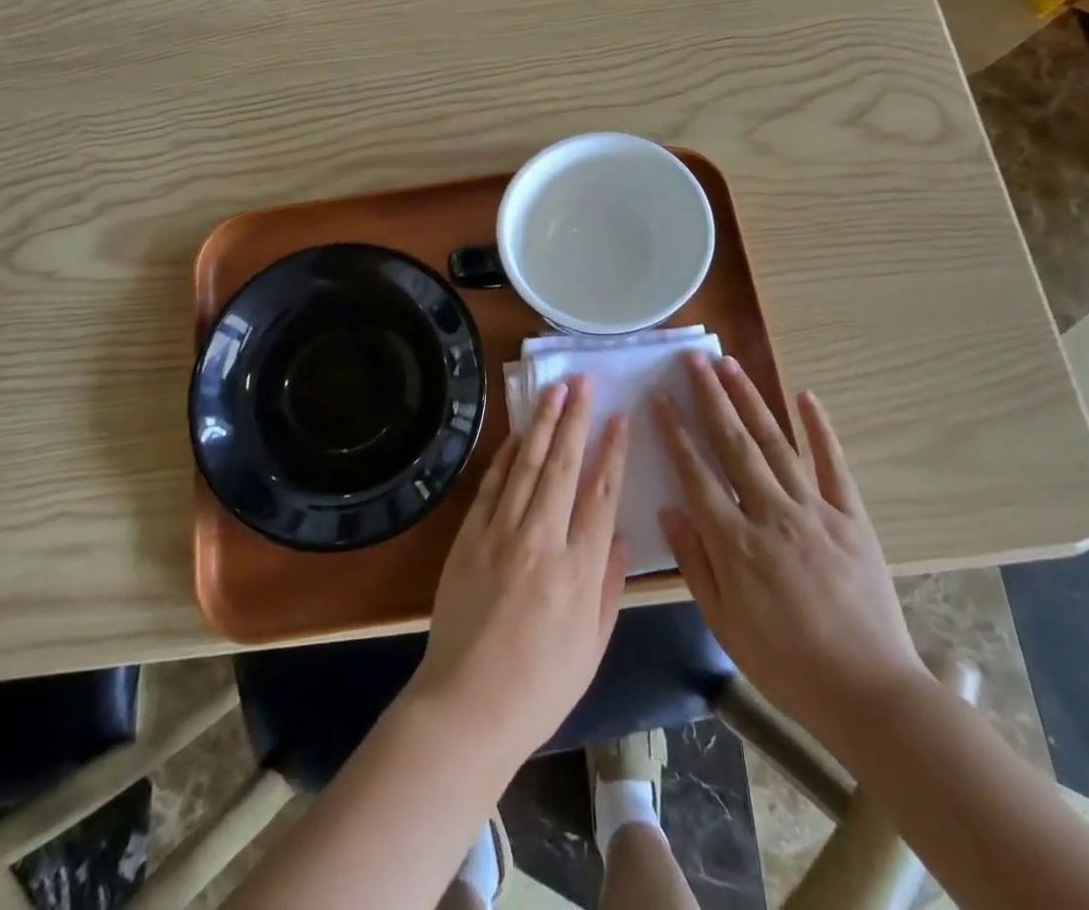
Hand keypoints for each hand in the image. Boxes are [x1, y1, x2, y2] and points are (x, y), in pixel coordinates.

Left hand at [407, 377, 629, 768]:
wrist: (467, 706)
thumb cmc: (540, 686)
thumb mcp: (593, 646)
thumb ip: (610, 586)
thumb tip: (620, 536)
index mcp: (580, 570)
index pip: (601, 493)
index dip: (612, 451)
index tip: (619, 418)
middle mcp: (543, 540)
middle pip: (563, 465)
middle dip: (575, 419)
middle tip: (583, 382)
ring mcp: (501, 533)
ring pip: (526, 465)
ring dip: (541, 423)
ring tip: (553, 390)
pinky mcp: (469, 536)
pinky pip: (491, 485)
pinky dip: (505, 455)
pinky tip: (516, 434)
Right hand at [656, 355, 928, 751]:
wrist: (870, 694)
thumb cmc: (786, 664)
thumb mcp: (724, 624)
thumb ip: (695, 563)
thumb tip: (669, 509)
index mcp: (736, 542)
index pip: (695, 473)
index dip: (674, 431)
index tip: (659, 396)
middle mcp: (772, 514)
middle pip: (733, 444)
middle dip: (710, 397)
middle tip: (692, 359)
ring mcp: (815, 510)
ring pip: (776, 443)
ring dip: (751, 400)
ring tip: (730, 364)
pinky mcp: (851, 517)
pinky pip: (834, 464)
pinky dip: (820, 428)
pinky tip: (806, 396)